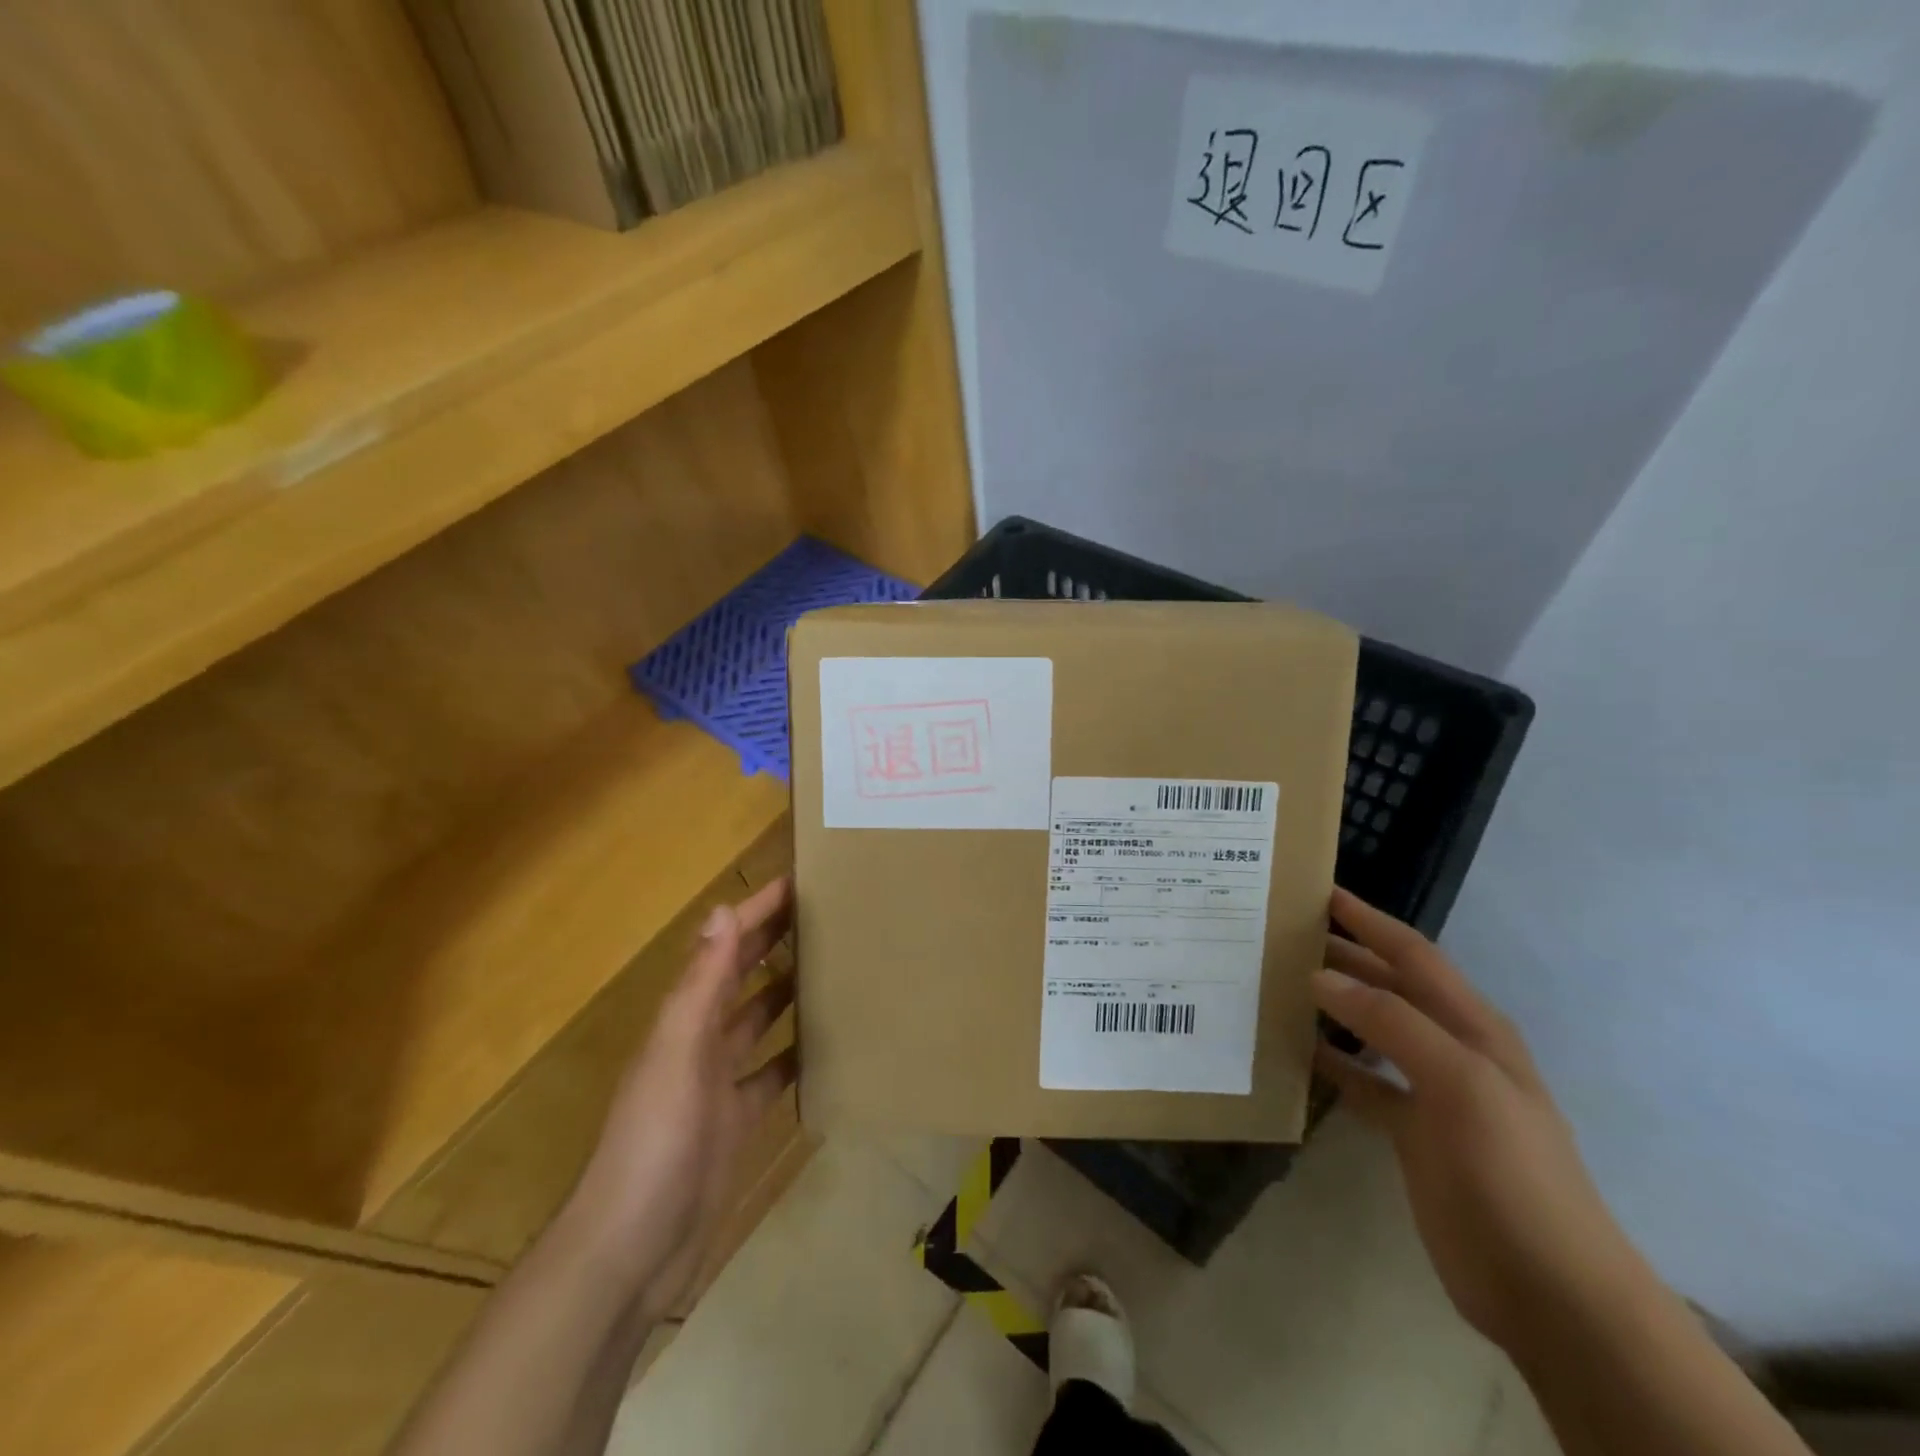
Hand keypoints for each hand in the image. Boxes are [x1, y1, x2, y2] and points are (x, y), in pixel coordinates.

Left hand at [565, 876, 795, 1319]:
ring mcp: (717, 1084)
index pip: (724, 948)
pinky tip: (828, 1045)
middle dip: (774, 942)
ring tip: (833, 965)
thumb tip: (722, 910)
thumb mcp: (678, 1055)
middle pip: (742, 977)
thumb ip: (701, 985)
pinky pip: (771, 1075)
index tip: (798, 881)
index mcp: (683, 1019)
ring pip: (759, 1021)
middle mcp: (699, 1042)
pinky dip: (794, 1056)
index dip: (756, 913)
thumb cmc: (654, 1143)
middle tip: (825, 913)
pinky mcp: (735, 1122)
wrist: (631, 1252)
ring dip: (787, 992)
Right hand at [1312, 888, 1651, 1354]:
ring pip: (1372, 1032)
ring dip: (1332, 1006)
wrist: (1549, 1290)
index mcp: (1473, 1027)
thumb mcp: (1460, 1084)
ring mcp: (1432, 1093)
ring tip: (1278, 984)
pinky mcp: (1412, 1133)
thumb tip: (1321, 976)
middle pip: (1389, 987)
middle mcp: (1452, 1049)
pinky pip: (1363, 1082)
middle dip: (1344, 956)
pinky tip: (1294, 1052)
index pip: (1413, 956)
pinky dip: (1331, 1063)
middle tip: (1283, 935)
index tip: (1320, 893)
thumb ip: (1391, 1023)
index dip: (1370, 921)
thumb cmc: (1511, 1172)